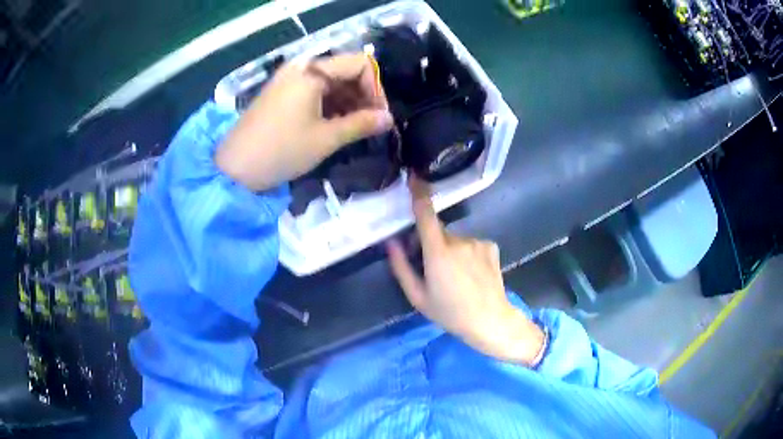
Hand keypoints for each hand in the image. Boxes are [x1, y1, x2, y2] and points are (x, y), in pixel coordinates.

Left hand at [216, 53, 393, 191]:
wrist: (235, 168)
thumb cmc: (282, 150)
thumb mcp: (326, 138)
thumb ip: (361, 124)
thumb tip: (389, 118)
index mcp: (312, 71)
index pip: (360, 63)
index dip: (376, 87)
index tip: (380, 115)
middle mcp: (301, 67)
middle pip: (345, 70)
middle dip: (363, 95)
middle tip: (370, 124)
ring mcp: (288, 78)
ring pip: (330, 81)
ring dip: (347, 101)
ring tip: (354, 128)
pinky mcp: (281, 92)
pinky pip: (313, 89)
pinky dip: (329, 103)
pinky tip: (334, 124)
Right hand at [387, 178, 545, 365]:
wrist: (490, 320)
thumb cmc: (450, 313)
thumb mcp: (418, 297)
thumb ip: (401, 267)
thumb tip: (391, 242)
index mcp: (438, 253)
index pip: (426, 216)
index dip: (419, 194)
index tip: (413, 177)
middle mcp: (459, 241)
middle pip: (438, 233)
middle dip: (432, 244)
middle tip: (434, 270)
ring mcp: (478, 242)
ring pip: (455, 240)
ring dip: (451, 251)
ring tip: (456, 277)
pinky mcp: (491, 246)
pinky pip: (471, 244)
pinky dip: (467, 253)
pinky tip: (472, 274)